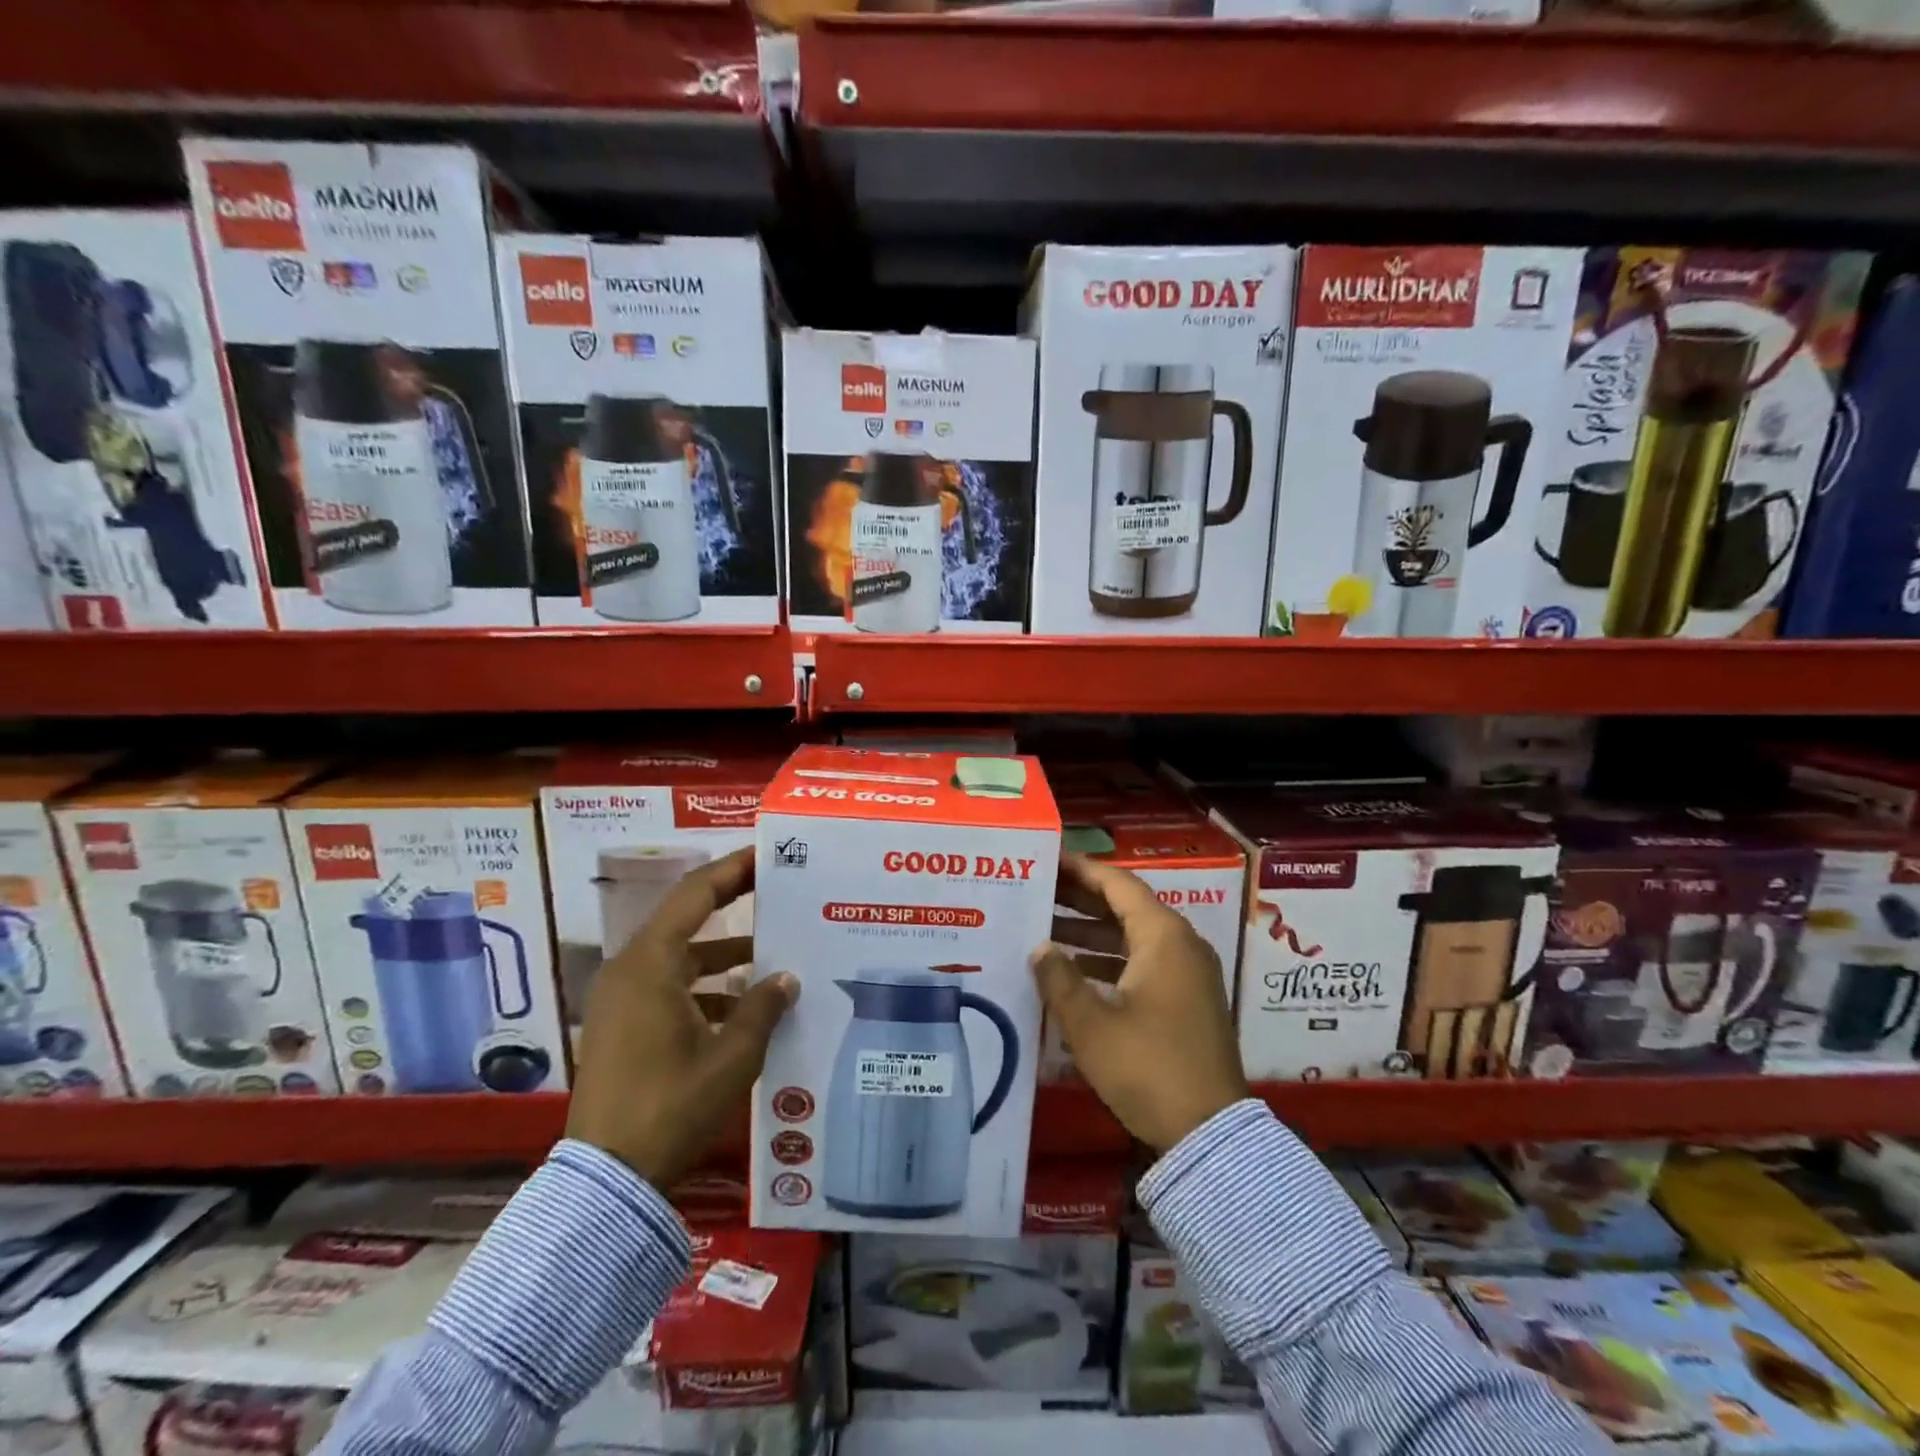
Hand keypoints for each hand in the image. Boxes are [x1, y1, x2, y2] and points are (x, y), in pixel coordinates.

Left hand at [566, 846, 798, 1186]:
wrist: (608, 1179)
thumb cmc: (671, 1106)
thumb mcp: (732, 1056)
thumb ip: (763, 1008)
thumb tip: (786, 978)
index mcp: (650, 964)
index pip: (696, 894)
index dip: (734, 869)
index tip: (767, 855)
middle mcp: (630, 970)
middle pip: (687, 920)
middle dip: (733, 908)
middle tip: (777, 894)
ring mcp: (621, 999)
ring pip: (681, 957)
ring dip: (724, 956)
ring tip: (773, 959)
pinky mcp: (622, 1025)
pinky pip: (669, 986)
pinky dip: (705, 987)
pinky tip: (743, 1008)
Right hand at [1033, 853, 1247, 1153]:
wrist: (1208, 1133)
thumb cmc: (1147, 1067)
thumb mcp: (1091, 1024)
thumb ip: (1059, 979)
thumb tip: (1040, 948)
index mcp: (1163, 936)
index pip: (1118, 884)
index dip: (1081, 870)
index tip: (1048, 859)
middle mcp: (1181, 945)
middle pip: (1126, 907)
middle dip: (1081, 899)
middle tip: (1038, 890)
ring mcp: (1188, 974)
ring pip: (1133, 936)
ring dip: (1092, 932)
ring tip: (1045, 929)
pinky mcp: (1187, 1001)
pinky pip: (1143, 962)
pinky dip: (1110, 959)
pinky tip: (1075, 970)